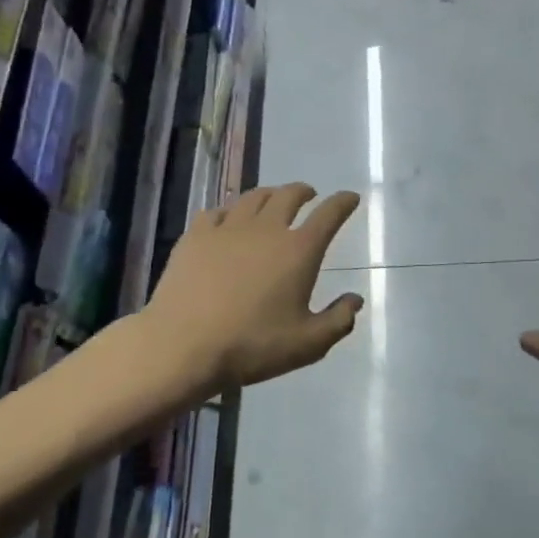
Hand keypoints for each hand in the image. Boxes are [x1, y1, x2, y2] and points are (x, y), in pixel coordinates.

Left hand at [144, 184, 363, 393]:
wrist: (183, 346)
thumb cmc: (252, 345)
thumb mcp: (308, 344)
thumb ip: (339, 320)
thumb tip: (355, 299)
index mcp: (299, 251)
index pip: (328, 215)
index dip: (343, 203)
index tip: (350, 198)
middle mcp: (266, 229)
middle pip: (289, 195)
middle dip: (303, 191)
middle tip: (309, 195)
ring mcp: (228, 228)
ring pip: (253, 197)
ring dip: (270, 194)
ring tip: (273, 199)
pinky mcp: (196, 236)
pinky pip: (218, 211)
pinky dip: (231, 211)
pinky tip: (228, 220)